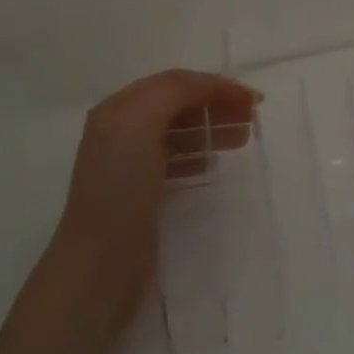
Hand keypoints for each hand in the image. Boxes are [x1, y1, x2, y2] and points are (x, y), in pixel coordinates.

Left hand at [40, 70, 260, 336]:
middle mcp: (120, 131)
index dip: (215, 85)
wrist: (98, 269)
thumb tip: (208, 87)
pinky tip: (213, 163)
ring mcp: (128, 165)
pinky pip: (174, 161)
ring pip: (178, 133)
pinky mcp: (140, 195)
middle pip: (176, 105)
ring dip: (211, 128)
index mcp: (118, 110)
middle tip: (252, 120)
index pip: (174, 83)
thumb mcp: (139, 126)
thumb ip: (172, 93)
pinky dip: (197, 154)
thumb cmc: (120, 192)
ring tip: (242, 139)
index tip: (254, 100)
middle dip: (216, 105)